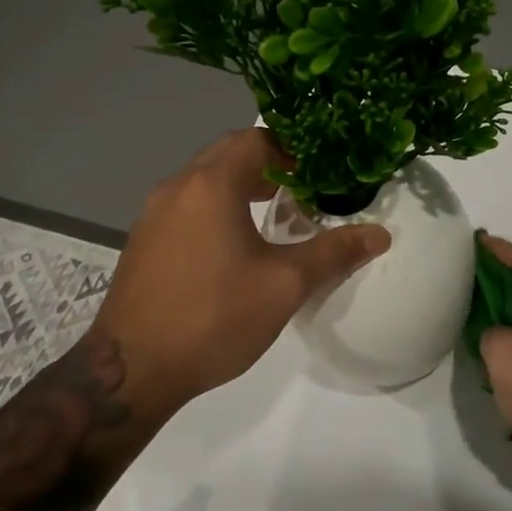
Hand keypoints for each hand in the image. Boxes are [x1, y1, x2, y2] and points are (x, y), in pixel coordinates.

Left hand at [93, 128, 390, 416]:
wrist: (131, 371)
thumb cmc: (213, 318)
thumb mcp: (284, 286)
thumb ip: (334, 253)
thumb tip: (380, 234)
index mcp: (212, 184)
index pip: (257, 139)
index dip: (294, 148)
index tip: (321, 170)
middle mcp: (178, 186)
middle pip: (229, 152)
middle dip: (270, 162)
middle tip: (305, 186)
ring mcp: (154, 212)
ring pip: (206, 177)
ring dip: (242, 182)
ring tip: (277, 210)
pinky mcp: (144, 238)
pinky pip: (188, 201)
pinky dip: (218, 203)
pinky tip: (237, 240)